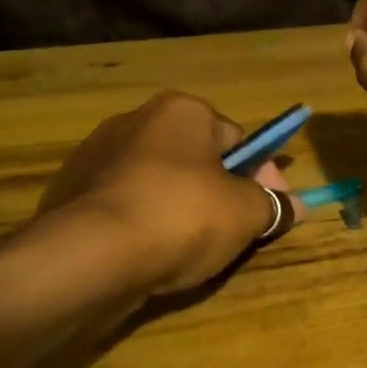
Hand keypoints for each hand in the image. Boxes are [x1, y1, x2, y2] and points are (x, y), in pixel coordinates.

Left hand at [27, 92, 300, 293]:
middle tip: (237, 231)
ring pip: (159, 184)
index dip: (261, 175)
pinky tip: (152, 255)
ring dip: (181, 209)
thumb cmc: (181, 216)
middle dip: (220, 192)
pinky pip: (125, 207)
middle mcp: (135, 121)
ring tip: (194, 250)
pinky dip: (143, 225)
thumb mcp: (245, 213)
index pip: (237, 138)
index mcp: (180, 111)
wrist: (89, 256)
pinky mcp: (69, 195)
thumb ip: (273, 206)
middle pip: (196, 160)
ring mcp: (95, 157)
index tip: (272, 207)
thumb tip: (297, 207)